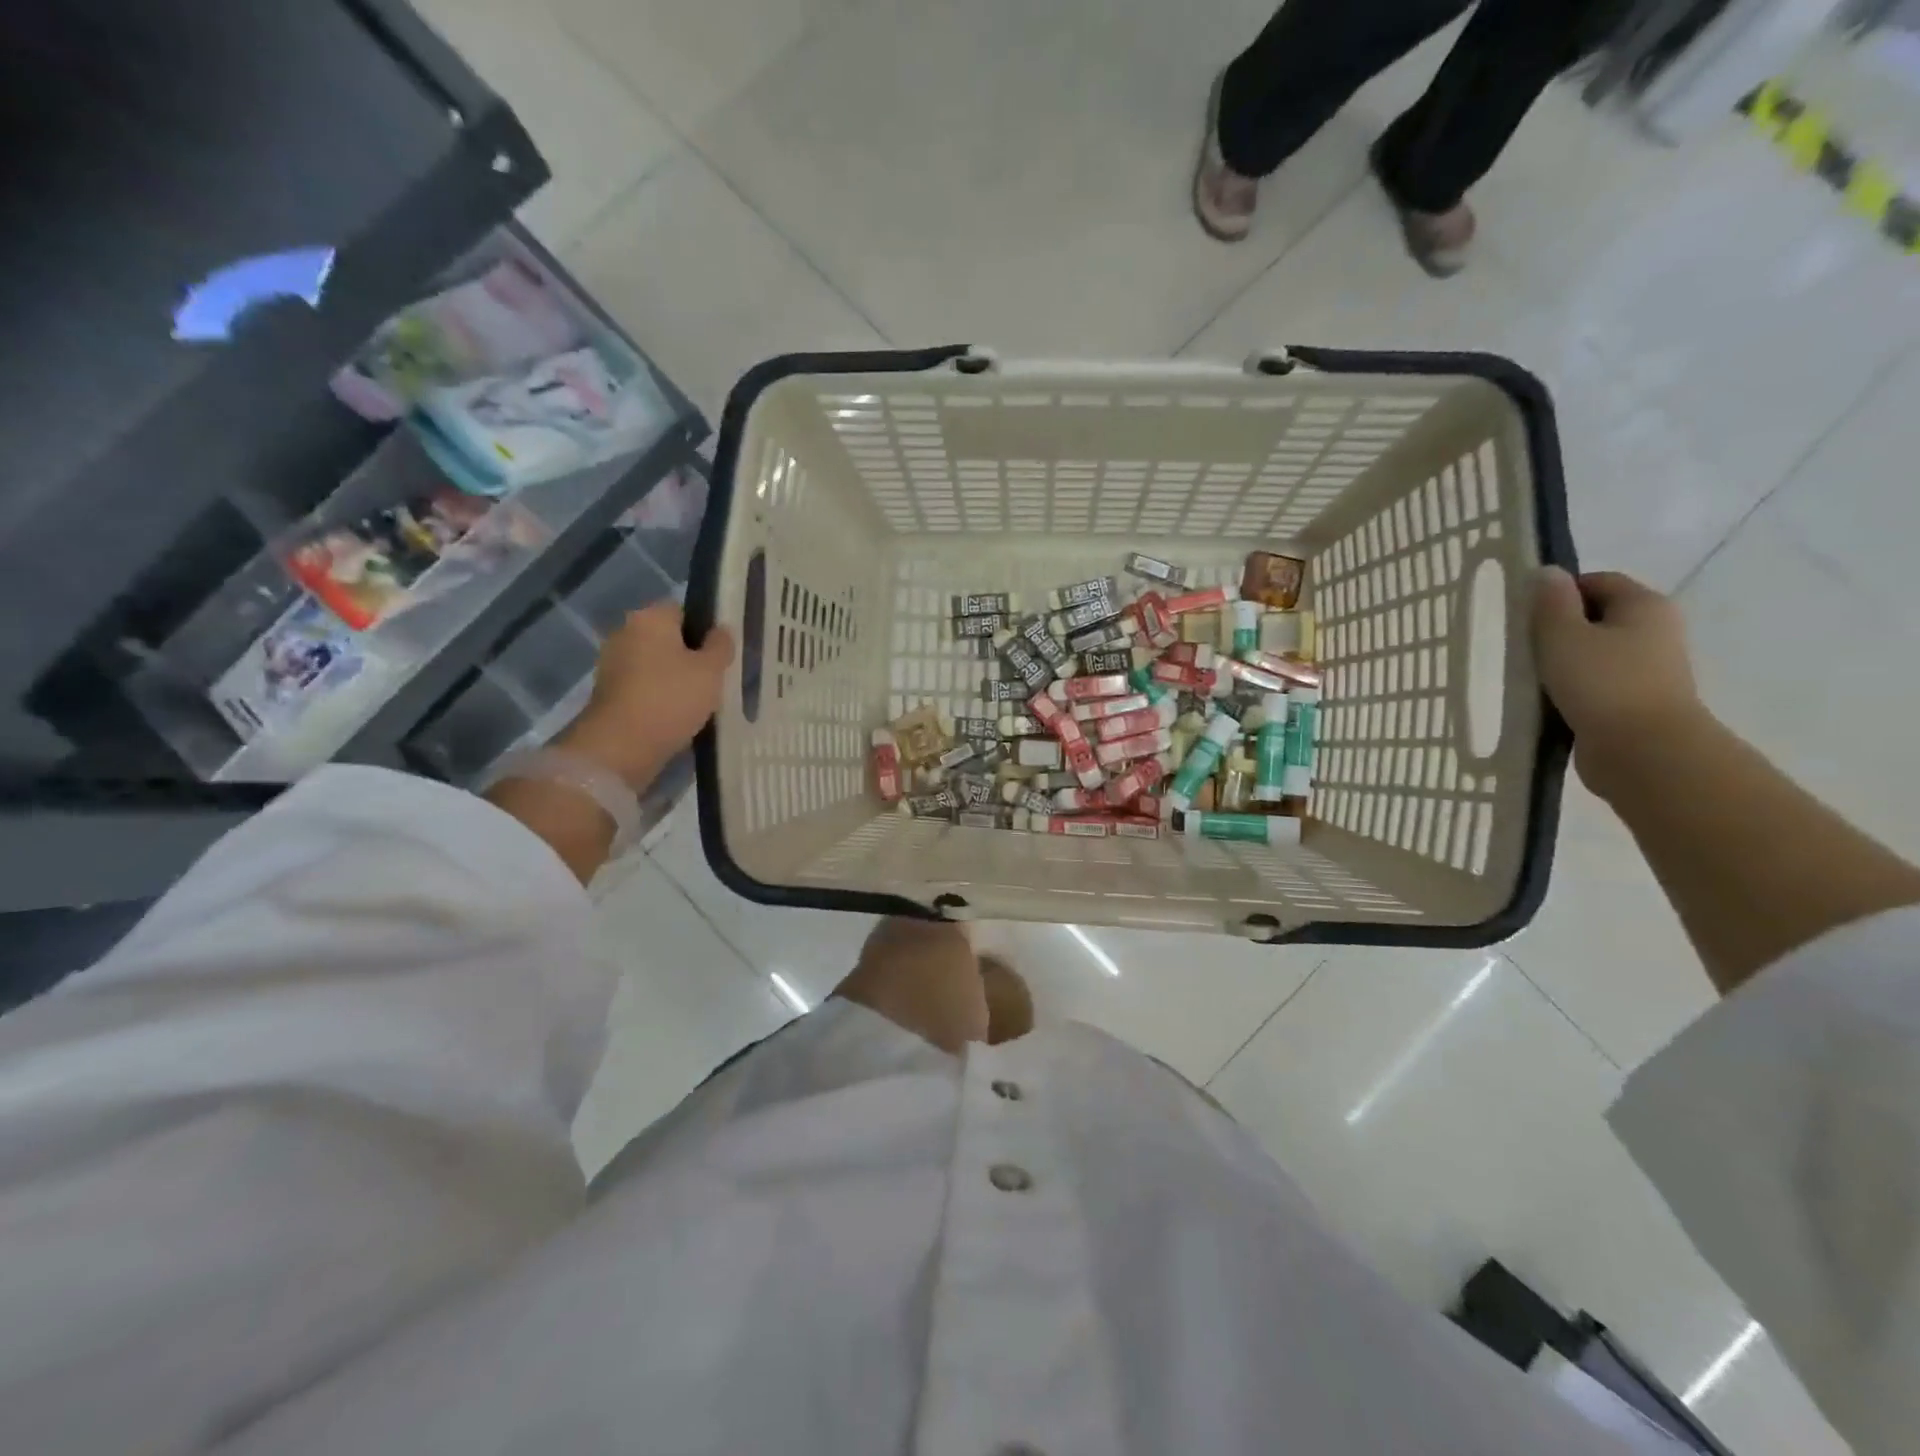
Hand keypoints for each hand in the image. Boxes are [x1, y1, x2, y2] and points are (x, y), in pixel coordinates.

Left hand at [559, 603, 734, 790]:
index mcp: (650, 618)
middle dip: (691, 656)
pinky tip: (679, 717)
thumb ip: (721, 646)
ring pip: (656, 666)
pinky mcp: (609, 695)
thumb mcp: (711, 670)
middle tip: (718, 678)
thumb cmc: (671, 698)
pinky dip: (660, 699)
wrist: (621, 747)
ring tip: (702, 702)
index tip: (724, 652)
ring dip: (676, 680)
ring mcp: (613, 665)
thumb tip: (722, 630)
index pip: (684, 610)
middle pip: (668, 639)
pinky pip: (644, 689)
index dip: (707, 628)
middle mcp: (625, 633)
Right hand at [1532, 567, 1704, 798]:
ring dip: (1563, 661)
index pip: (1596, 581)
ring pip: (1595, 652)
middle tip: (1522, 646)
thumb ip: (1551, 603)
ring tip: (1529, 676)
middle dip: (1558, 628)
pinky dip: (1572, 687)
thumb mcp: (1563, 636)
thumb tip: (1547, 573)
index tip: (1525, 616)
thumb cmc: (1602, 684)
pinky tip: (1547, 700)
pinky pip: (1597, 682)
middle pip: (1597, 616)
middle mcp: (1656, 630)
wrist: (1644, 751)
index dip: (1558, 592)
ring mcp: (1650, 668)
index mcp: (1644, 605)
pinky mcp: (1637, 701)